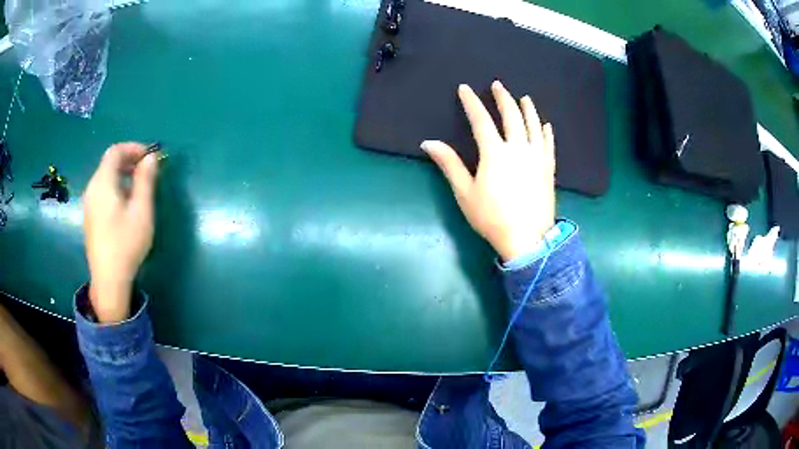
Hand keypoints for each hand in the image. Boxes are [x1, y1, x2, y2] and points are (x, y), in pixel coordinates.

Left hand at [84, 143, 158, 322]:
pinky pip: (101, 191)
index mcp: (103, 183)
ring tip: (138, 187)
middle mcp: (92, 188)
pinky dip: (115, 187)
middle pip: (108, 163)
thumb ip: (145, 180)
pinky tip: (125, 204)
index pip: (115, 151)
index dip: (133, 148)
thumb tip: (151, 158)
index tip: (149, 156)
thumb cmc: (126, 243)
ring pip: (105, 177)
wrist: (108, 280)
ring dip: (122, 174)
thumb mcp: (141, 211)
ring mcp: (88, 204)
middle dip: (128, 160)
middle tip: (146, 170)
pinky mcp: (89, 217)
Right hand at [422, 81, 555, 261]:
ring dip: (528, 109)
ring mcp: (537, 157)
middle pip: (511, 116)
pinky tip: (546, 124)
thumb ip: (449, 164)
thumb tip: (428, 142)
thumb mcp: (465, 193)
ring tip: (524, 98)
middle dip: (503, 98)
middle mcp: (518, 148)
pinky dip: (546, 132)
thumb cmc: (492, 217)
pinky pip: (549, 144)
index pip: (481, 120)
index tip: (465, 89)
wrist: (527, 239)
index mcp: (495, 153)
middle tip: (498, 86)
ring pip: (533, 125)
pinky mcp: (549, 169)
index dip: (472, 102)